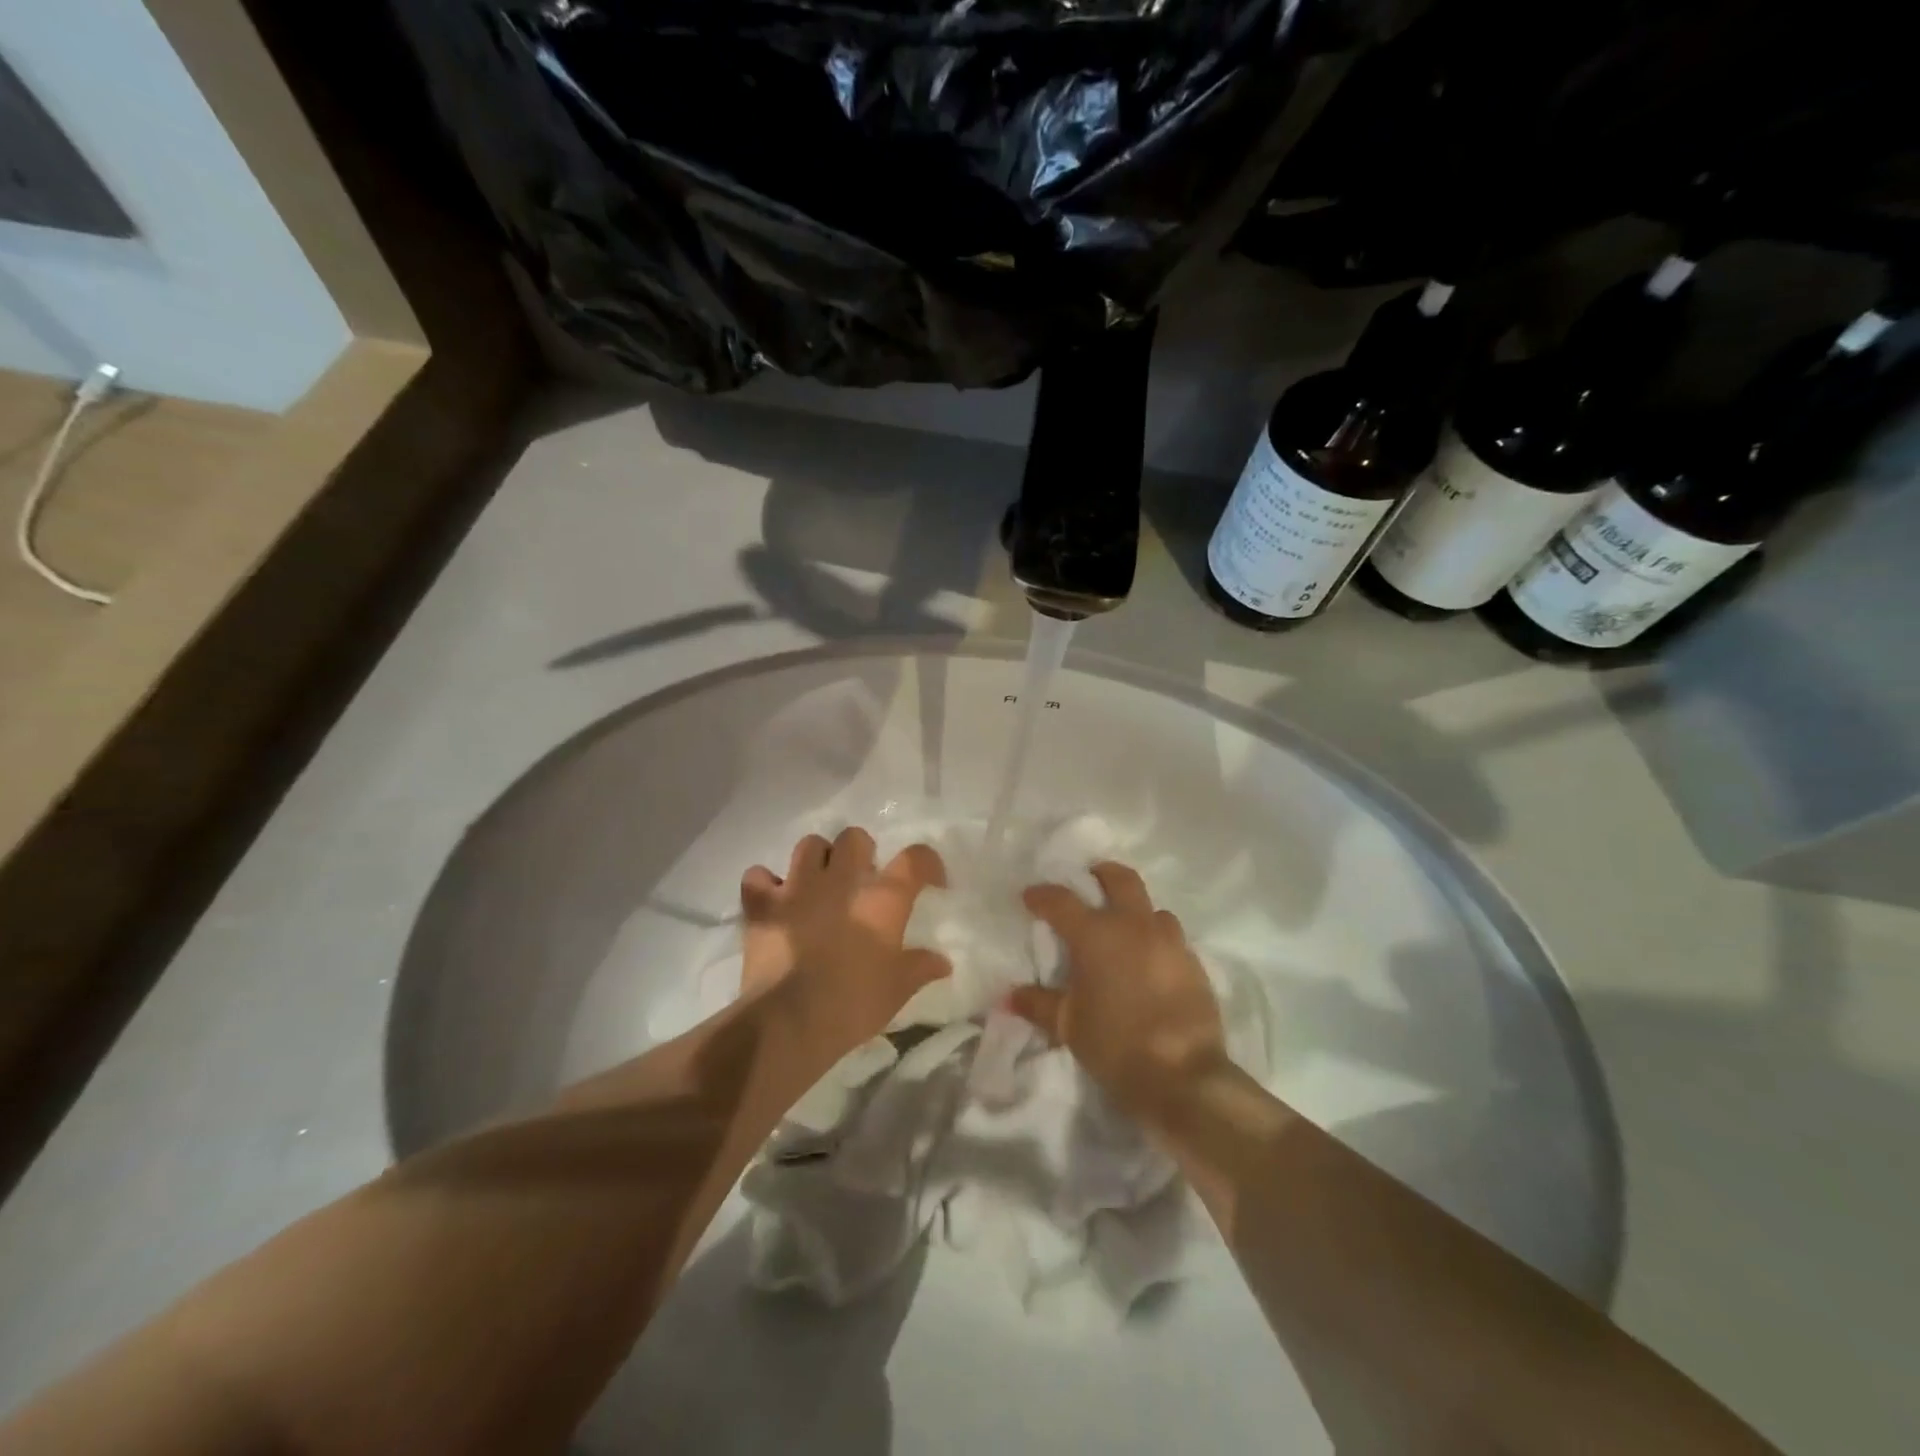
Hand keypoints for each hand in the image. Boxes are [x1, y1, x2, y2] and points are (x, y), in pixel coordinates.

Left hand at [740, 827, 949, 1059]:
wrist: (789, 1022)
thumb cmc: (853, 1004)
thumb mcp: (897, 990)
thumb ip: (920, 967)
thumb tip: (942, 962)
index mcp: (882, 898)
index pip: (916, 859)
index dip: (927, 864)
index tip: (930, 882)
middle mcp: (841, 879)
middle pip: (855, 837)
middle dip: (861, 853)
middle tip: (862, 881)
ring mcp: (798, 887)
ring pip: (809, 845)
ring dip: (817, 860)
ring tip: (819, 885)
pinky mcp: (762, 904)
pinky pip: (758, 876)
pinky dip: (766, 884)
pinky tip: (775, 901)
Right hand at [1011, 861, 1228, 1119]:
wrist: (1183, 1075)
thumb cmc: (1115, 1044)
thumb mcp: (1069, 1026)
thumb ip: (1038, 1004)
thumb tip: (1010, 996)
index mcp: (1096, 935)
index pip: (1062, 900)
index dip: (1042, 895)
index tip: (1030, 896)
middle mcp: (1134, 926)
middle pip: (1121, 879)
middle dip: (1102, 873)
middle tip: (1090, 879)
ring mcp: (1170, 942)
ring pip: (1152, 908)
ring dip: (1135, 910)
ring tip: (1124, 929)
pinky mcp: (1194, 963)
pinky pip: (1172, 938)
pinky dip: (1157, 940)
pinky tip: (1150, 963)